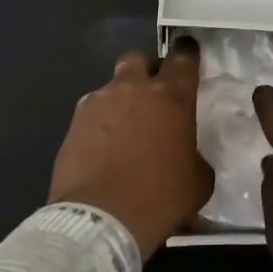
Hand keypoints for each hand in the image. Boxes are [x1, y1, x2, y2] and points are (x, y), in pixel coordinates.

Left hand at [50, 40, 212, 258]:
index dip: (187, 53)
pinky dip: (100, 123)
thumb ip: (196, 155)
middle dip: (146, 70)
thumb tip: (188, 155)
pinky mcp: (74, 123)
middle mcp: (133, 89)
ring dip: (120, 100)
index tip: (189, 54)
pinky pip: (92, 112)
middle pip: (138, 59)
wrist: (101, 218)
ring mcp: (98, 102)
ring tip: (124, 129)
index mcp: (171, 97)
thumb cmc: (160, 197)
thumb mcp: (198, 180)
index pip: (183, 58)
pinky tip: (103, 147)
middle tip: (152, 94)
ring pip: (111, 86)